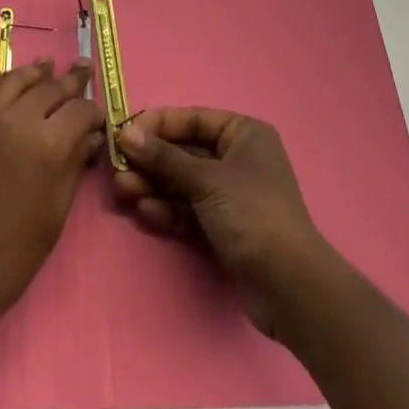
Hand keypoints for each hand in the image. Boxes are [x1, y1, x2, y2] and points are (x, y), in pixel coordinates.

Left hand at [0, 59, 104, 316]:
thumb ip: (74, 164)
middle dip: (71, 81)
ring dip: (35, 72)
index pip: (79, 110)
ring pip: (15, 79)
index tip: (98, 116)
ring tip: (47, 65)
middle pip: (50, 88)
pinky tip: (4, 76)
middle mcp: (17, 119)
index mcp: (48, 144)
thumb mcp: (57, 210)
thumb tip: (90, 136)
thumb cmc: (15, 251)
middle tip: (83, 69)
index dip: (93, 111)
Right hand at [114, 107, 334, 336]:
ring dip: (154, 186)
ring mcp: (232, 196)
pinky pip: (190, 210)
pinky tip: (145, 210)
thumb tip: (127, 134)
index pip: (193, 120)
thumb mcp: (206, 180)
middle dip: (151, 161)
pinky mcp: (225, 229)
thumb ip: (164, 158)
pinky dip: (169, 209)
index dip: (158, 124)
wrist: (291, 289)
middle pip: (185, 153)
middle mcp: (238, 159)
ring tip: (123, 190)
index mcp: (243, 134)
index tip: (124, 132)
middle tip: (117, 168)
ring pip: (184, 183)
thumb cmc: (252, 214)